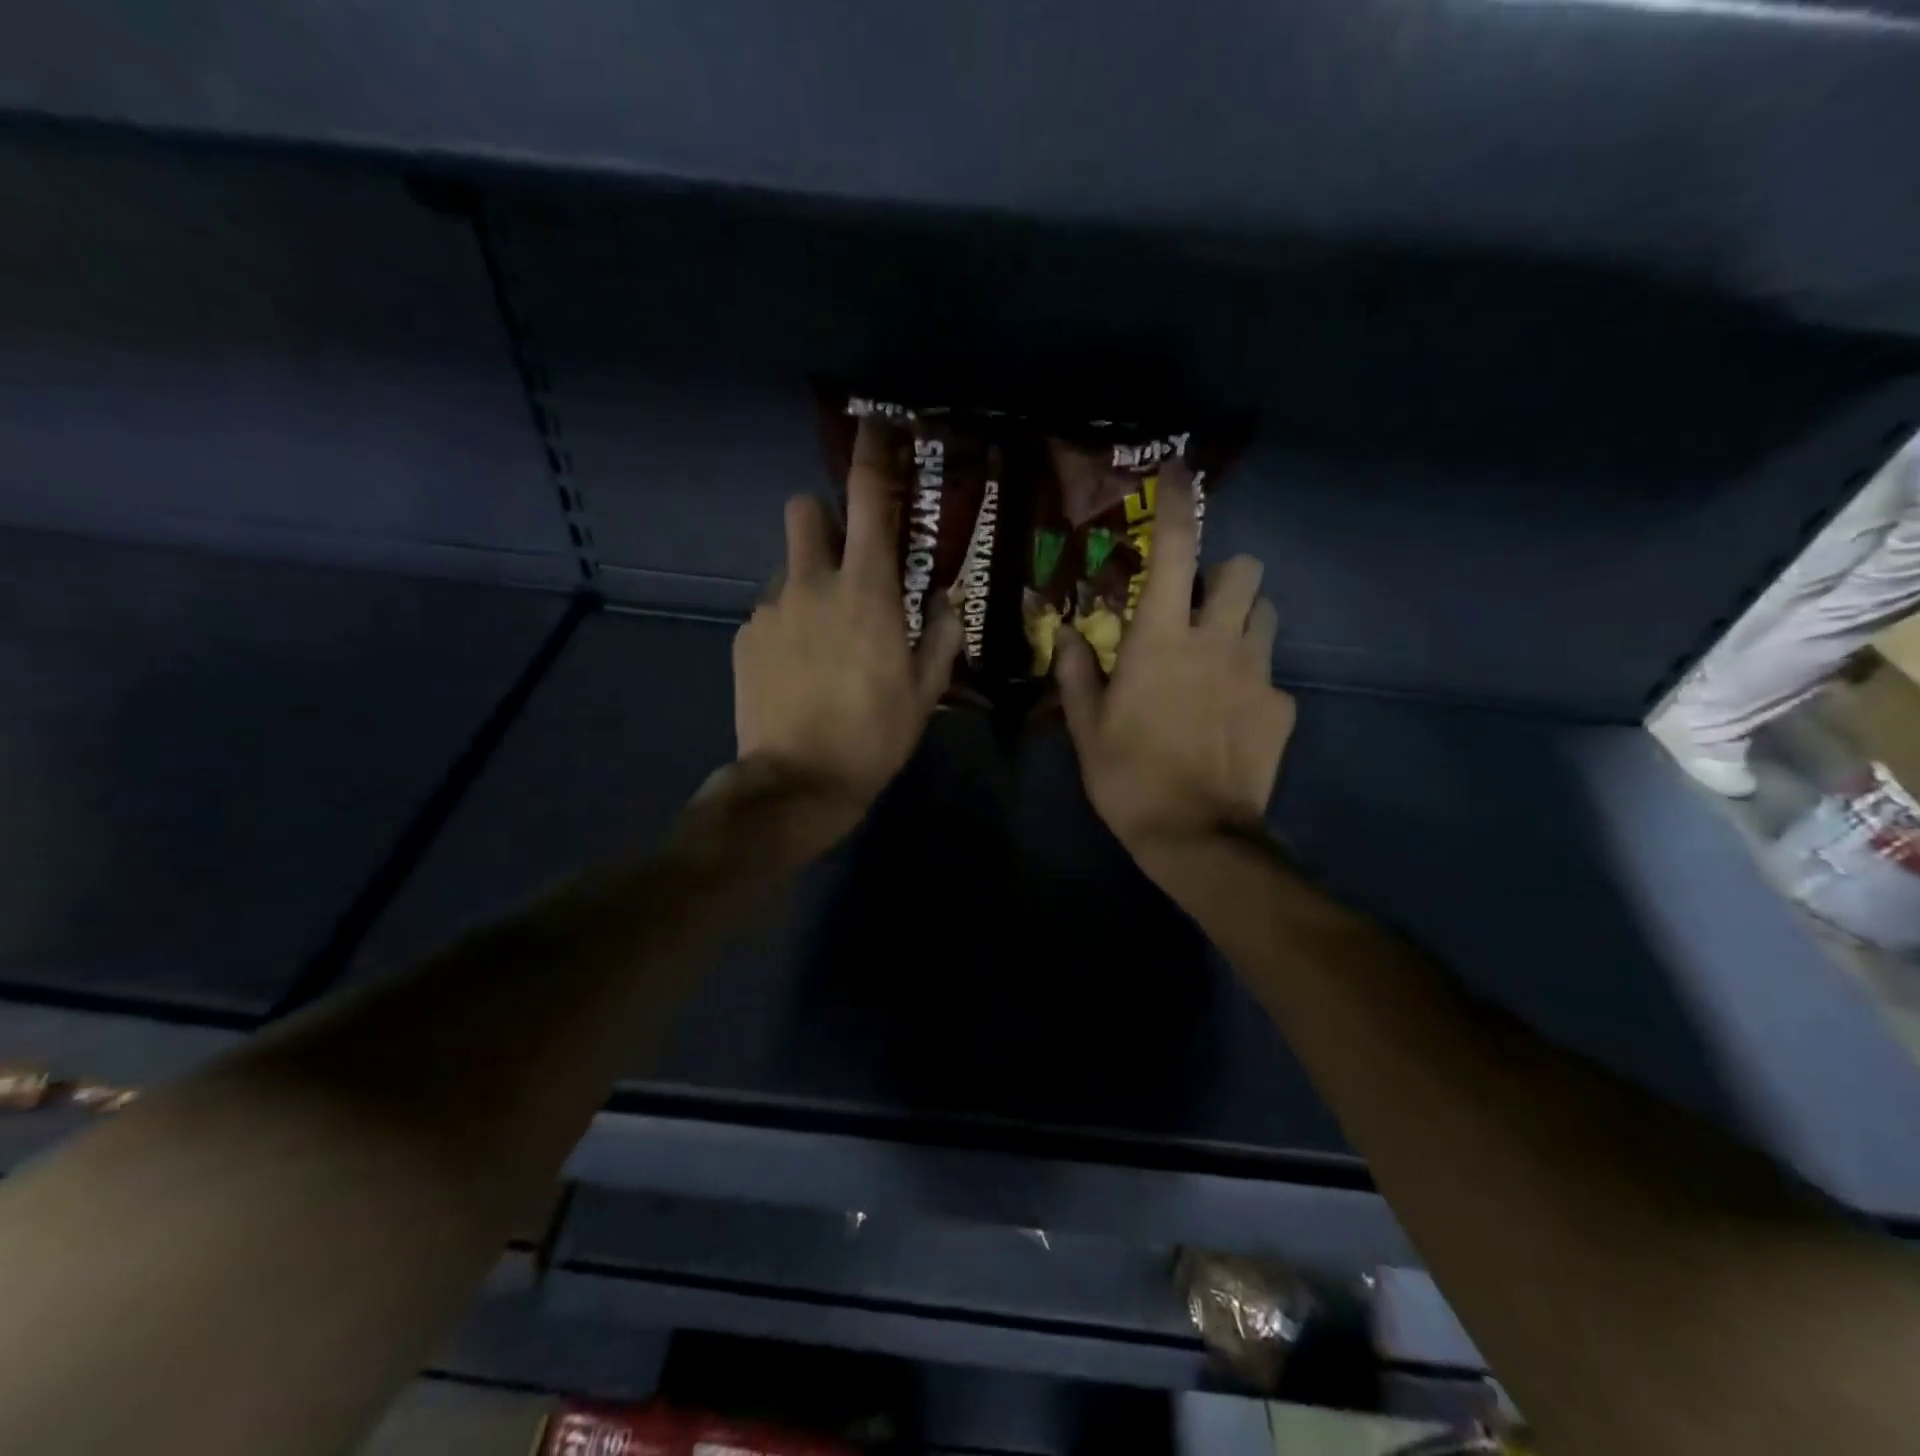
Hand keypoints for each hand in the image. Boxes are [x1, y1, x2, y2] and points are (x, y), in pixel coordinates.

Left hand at [729, 418, 961, 847]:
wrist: (797, 781)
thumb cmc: (873, 735)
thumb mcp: (924, 692)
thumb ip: (939, 635)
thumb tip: (947, 599)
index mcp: (866, 591)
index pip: (869, 501)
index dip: (872, 457)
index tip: (876, 430)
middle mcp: (812, 584)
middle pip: (805, 511)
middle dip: (825, 520)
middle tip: (846, 561)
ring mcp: (770, 609)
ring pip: (788, 568)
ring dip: (808, 582)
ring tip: (824, 636)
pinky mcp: (744, 638)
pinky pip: (769, 612)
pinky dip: (787, 624)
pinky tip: (798, 668)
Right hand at [1055, 466, 1294, 873]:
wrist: (1197, 834)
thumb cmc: (1128, 776)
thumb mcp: (1087, 728)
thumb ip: (1078, 674)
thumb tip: (1068, 635)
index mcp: (1161, 639)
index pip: (1176, 550)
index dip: (1179, 503)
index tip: (1179, 472)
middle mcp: (1216, 641)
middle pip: (1243, 569)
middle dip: (1222, 575)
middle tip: (1196, 607)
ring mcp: (1257, 673)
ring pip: (1266, 613)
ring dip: (1243, 619)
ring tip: (1218, 654)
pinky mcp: (1282, 707)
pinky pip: (1272, 675)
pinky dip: (1253, 682)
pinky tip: (1232, 717)